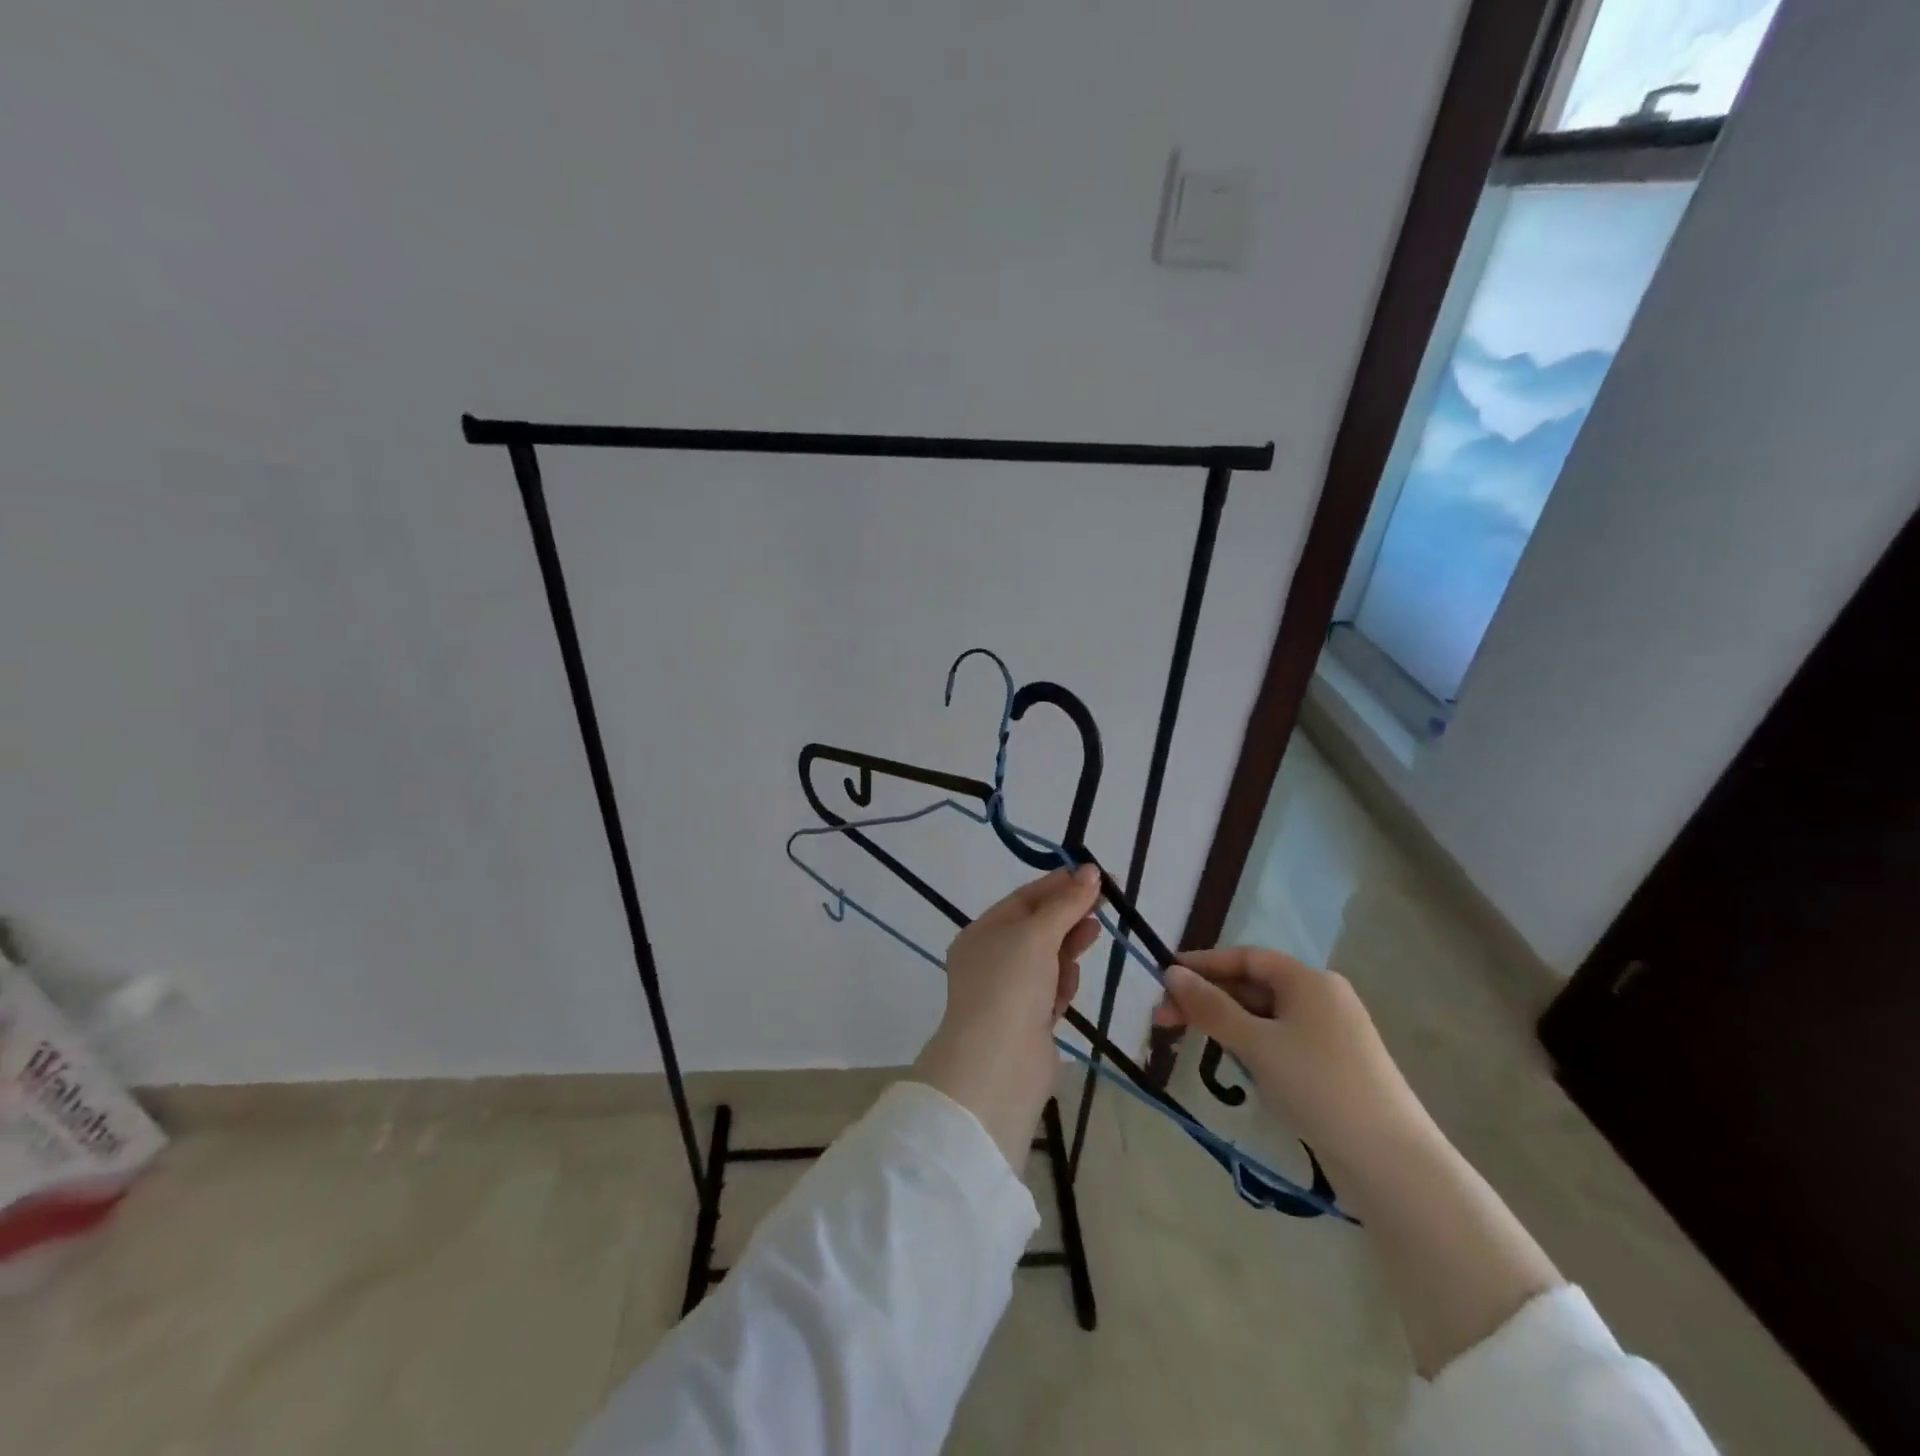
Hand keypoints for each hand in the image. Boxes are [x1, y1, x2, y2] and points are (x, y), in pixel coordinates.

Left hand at [912, 866, 1101, 1166]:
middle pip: (1038, 927)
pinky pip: (1052, 990)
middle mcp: (991, 959)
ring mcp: (1009, 992)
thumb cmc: (1011, 986)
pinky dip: (1063, 985)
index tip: (1095, 875)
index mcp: (982, 933)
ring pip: (1048, 959)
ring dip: (1068, 949)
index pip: (1024, 899)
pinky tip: (1067, 988)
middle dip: (1069, 914)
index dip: (1059, 885)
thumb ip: (1065, 903)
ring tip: (1092, 934)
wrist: (998, 1066)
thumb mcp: (1036, 934)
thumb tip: (1090, 871)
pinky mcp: (1029, 1021)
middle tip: (1107, 901)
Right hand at [1152, 946, 1432, 1167]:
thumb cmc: (1318, 1086)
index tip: (1164, 978)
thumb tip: (1171, 973)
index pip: (1246, 958)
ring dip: (1227, 1024)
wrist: (1392, 1163)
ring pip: (1265, 1016)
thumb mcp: (1256, 1044)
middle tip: (1164, 1020)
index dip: (1203, 964)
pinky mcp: (1335, 1066)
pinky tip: (1236, 1065)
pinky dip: (1252, 1045)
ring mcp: (1331, 1034)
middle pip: (1253, 986)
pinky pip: (1281, 1040)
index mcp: (1309, 980)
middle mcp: (1322, 998)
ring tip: (1193, 1042)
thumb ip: (1211, 1007)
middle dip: (1208, 999)